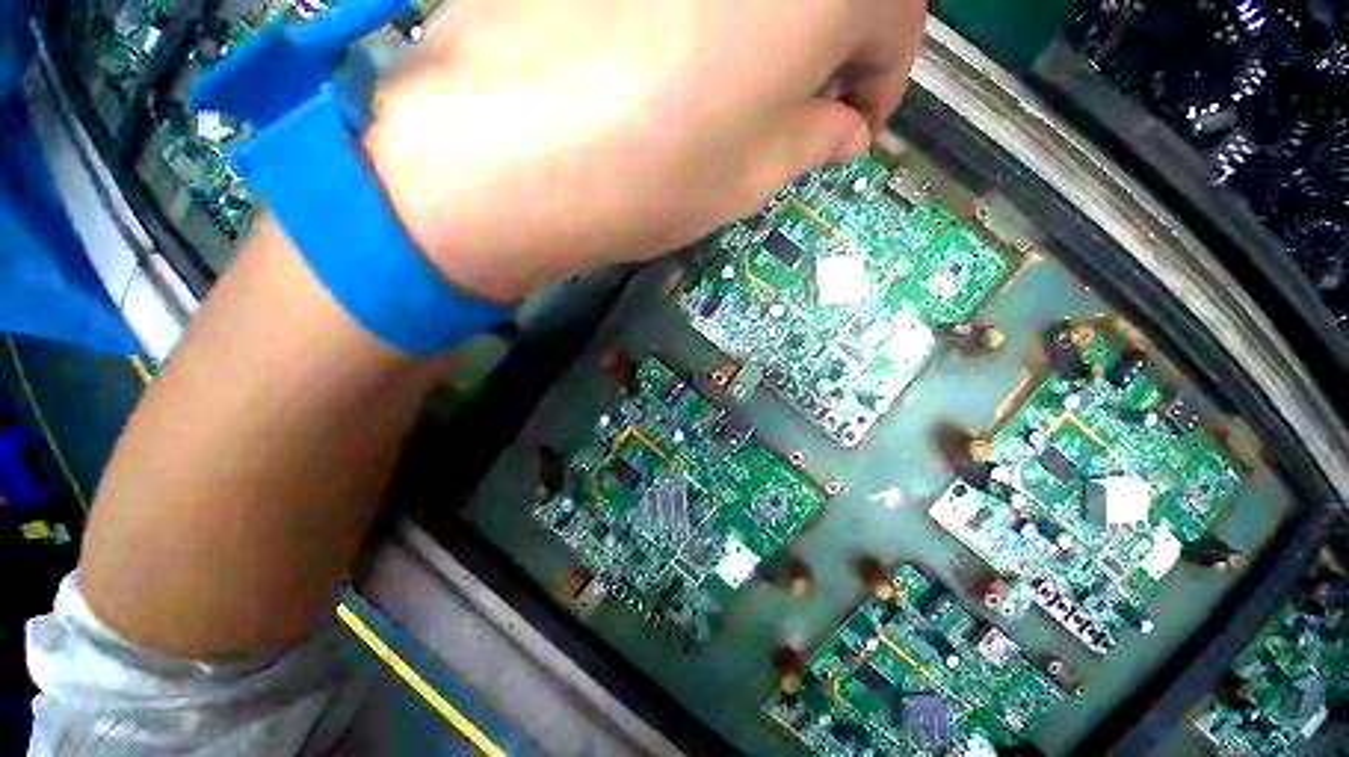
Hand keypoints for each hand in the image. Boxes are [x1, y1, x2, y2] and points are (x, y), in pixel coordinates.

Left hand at [364, 0, 925, 301]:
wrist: (512, 155)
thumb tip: (846, 128)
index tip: (856, 124)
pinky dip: (723, 12)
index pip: (898, 21)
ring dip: (782, 27)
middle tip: (810, 108)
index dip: (883, 81)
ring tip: (751, 91)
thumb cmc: (653, 177)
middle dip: (838, 48)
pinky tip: (692, 57)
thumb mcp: (753, 175)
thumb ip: (814, 139)